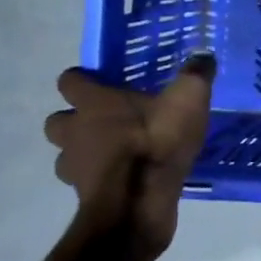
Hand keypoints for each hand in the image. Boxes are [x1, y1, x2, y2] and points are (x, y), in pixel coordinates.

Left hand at [43, 53, 214, 259]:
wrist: (139, 205)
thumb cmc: (157, 142)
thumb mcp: (187, 100)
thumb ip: (195, 75)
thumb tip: (204, 55)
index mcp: (94, 103)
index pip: (69, 81)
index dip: (82, 80)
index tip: (101, 82)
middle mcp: (75, 132)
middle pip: (57, 121)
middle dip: (74, 120)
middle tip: (105, 121)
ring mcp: (76, 168)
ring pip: (66, 156)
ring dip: (82, 153)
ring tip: (113, 153)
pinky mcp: (86, 197)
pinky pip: (86, 183)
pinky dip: (100, 180)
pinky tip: (127, 179)